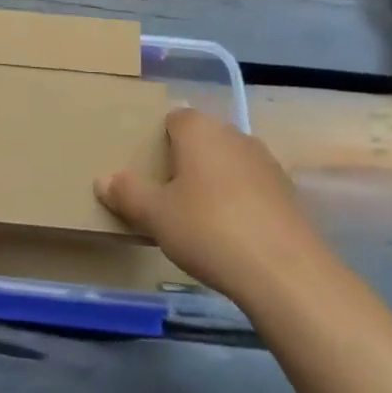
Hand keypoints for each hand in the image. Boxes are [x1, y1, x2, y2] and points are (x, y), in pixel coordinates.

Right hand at [96, 107, 331, 307]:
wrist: (285, 273)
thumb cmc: (208, 229)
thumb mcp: (156, 215)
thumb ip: (127, 193)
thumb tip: (103, 179)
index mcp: (200, 129)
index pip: (173, 119)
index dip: (158, 141)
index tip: (146, 170)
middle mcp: (235, 135)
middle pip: (202, 140)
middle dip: (185, 161)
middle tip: (165, 195)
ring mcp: (266, 163)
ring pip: (228, 163)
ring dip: (213, 182)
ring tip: (196, 218)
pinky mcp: (288, 193)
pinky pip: (251, 188)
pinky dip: (238, 202)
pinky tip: (230, 235)